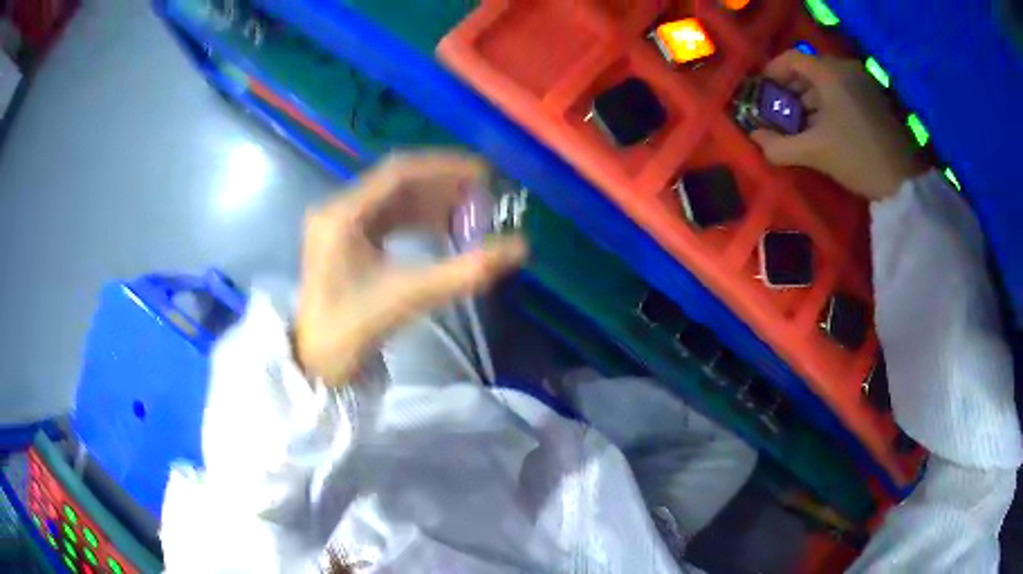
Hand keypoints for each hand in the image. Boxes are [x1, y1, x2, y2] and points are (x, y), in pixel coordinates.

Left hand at [294, 152, 527, 384]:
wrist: (313, 365)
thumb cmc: (350, 331)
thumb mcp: (409, 298)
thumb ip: (464, 272)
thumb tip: (518, 248)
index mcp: (343, 215)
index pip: (399, 172)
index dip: (445, 168)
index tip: (483, 174)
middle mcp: (338, 210)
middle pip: (396, 183)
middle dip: (442, 185)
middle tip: (482, 194)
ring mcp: (338, 225)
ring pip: (392, 200)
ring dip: (432, 202)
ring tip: (470, 211)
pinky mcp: (344, 242)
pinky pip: (386, 218)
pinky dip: (417, 220)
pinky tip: (443, 229)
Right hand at [751, 51, 927, 200]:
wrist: (903, 182)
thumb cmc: (857, 158)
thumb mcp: (815, 153)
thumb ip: (779, 145)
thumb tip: (755, 139)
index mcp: (830, 73)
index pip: (792, 59)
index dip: (772, 72)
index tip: (762, 91)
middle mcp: (846, 69)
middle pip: (810, 71)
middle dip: (791, 91)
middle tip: (780, 113)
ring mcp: (863, 83)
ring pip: (827, 83)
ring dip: (810, 101)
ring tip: (801, 126)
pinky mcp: (875, 100)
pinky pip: (843, 93)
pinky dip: (829, 106)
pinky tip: (825, 129)